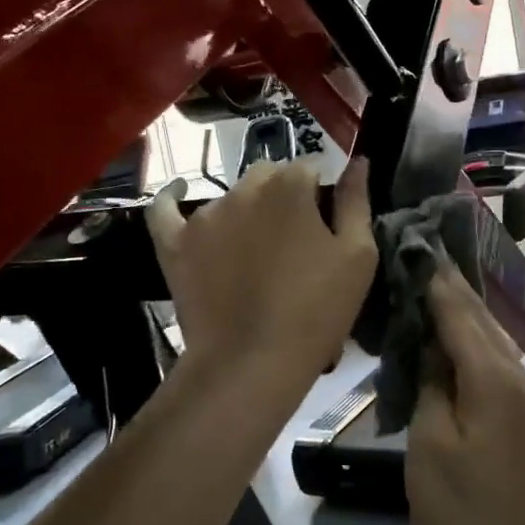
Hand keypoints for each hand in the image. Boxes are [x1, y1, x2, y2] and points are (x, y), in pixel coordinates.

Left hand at [146, 157, 374, 391]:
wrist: (251, 363)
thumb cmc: (316, 311)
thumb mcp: (357, 257)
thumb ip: (355, 202)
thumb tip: (357, 162)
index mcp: (291, 186)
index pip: (309, 168)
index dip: (320, 194)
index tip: (325, 225)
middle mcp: (245, 189)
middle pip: (269, 176)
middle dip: (283, 196)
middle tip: (293, 240)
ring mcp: (206, 215)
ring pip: (230, 195)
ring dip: (246, 209)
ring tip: (255, 251)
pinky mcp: (175, 242)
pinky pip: (166, 208)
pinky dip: (173, 197)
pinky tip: (179, 192)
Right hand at [407, 266, 524, 524]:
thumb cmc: (461, 510)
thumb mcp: (429, 444)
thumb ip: (429, 381)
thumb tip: (430, 342)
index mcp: (491, 375)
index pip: (457, 309)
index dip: (432, 277)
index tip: (411, 243)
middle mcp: (515, 370)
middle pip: (477, 313)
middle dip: (447, 282)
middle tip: (415, 250)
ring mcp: (523, 388)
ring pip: (487, 331)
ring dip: (458, 306)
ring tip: (424, 280)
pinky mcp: (521, 406)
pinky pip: (491, 355)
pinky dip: (467, 336)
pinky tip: (445, 330)